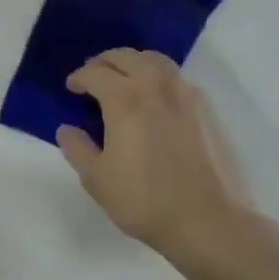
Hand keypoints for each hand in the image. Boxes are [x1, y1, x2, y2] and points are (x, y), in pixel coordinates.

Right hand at [59, 49, 254, 265]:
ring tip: (125, 78)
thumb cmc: (146, 201)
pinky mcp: (206, 109)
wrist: (211, 222)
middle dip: (104, 62)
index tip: (72, 87)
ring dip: (134, 62)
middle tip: (93, 75)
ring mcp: (185, 94)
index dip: (79, 77)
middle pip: (126, 57)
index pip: (95, 73)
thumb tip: (67, 129)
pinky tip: (155, 98)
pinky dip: (159, 76)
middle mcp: (155, 86)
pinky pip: (176, 78)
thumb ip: (77, 149)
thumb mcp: (97, 180)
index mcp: (124, 98)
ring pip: (155, 60)